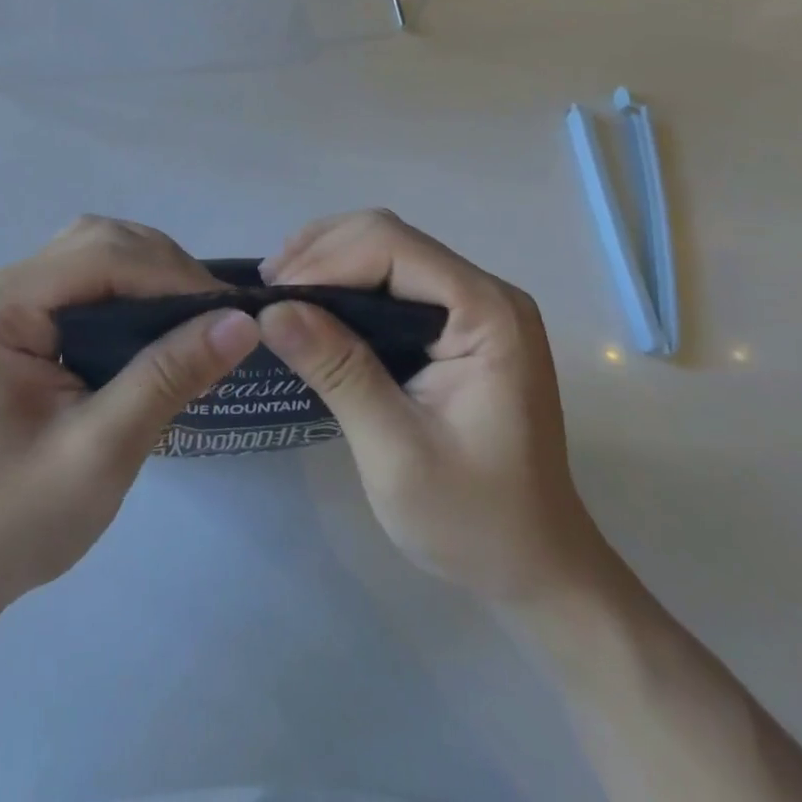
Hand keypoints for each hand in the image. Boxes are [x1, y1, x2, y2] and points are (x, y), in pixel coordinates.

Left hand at [0, 216, 259, 618]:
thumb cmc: (16, 520)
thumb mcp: (102, 450)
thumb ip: (168, 377)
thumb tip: (242, 322)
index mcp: (0, 306)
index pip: (101, 256)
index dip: (172, 274)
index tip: (232, 309)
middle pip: (97, 242)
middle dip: (164, 268)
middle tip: (218, 315)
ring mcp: (2, 302)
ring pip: (93, 254)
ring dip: (148, 274)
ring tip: (195, 318)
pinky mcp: (15, 323)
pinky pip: (83, 283)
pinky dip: (128, 292)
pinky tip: (156, 327)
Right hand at [258, 210, 603, 609]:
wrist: (535, 566)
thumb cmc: (473, 521)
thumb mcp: (396, 453)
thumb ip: (338, 372)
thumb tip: (271, 311)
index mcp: (488, 314)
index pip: (393, 246)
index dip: (325, 260)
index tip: (272, 298)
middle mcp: (486, 291)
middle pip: (388, 235)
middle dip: (320, 252)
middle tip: (266, 292)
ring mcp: (474, 303)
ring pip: (386, 246)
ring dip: (328, 260)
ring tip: (278, 292)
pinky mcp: (459, 321)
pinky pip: (393, 276)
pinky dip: (346, 278)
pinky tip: (312, 301)